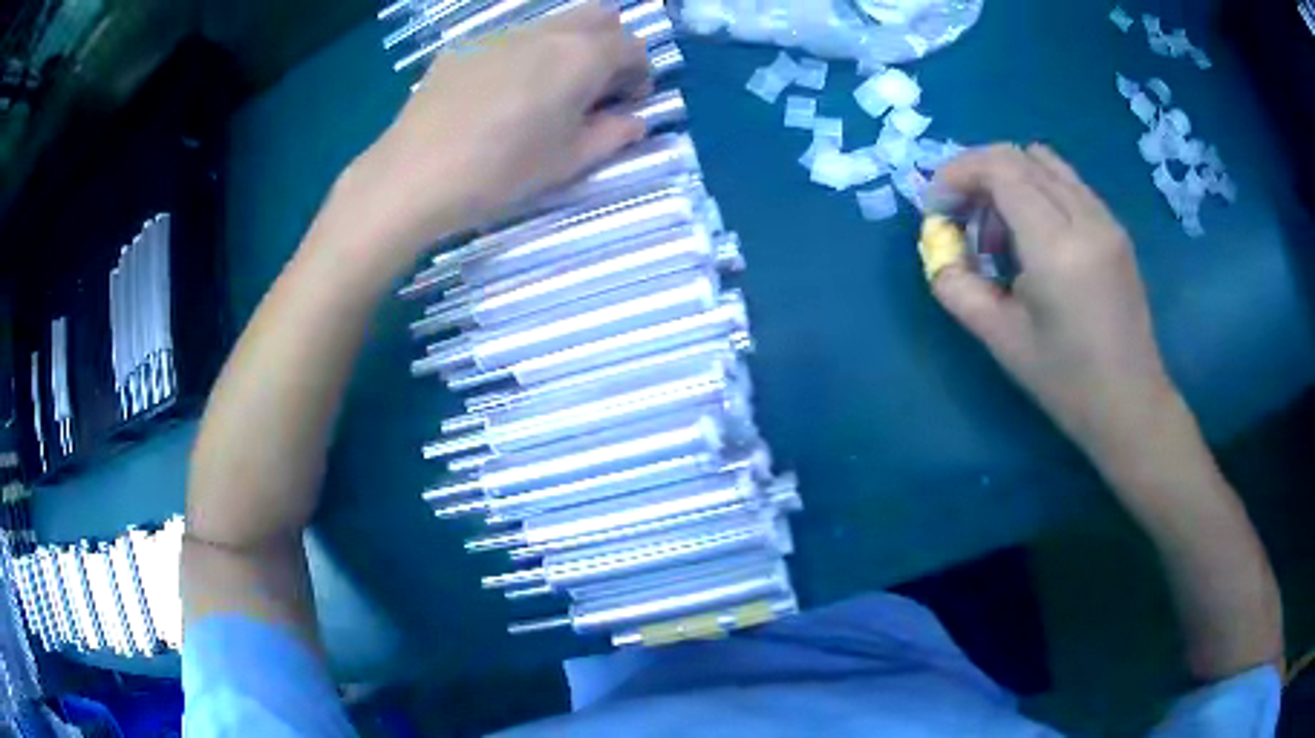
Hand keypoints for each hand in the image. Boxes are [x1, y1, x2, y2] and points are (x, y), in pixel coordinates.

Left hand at [332, 3, 650, 272]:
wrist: (413, 175)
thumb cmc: (500, 172)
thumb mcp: (568, 162)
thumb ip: (612, 135)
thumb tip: (634, 120)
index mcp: (580, 56)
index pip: (632, 45)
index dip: (640, 72)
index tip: (628, 101)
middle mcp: (546, 32)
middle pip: (598, 17)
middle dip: (610, 45)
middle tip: (596, 86)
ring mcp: (501, 34)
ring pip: (553, 23)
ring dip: (567, 46)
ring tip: (546, 91)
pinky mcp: (465, 46)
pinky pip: (510, 38)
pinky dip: (525, 54)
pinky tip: (500, 93)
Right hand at [930, 143, 1177, 460]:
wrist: (1130, 406)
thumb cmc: (1066, 383)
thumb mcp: (1000, 339)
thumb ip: (956, 285)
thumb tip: (938, 248)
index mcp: (1057, 247)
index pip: (999, 169)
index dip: (956, 174)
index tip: (936, 209)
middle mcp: (1085, 217)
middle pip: (1019, 156)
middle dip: (977, 175)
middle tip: (962, 220)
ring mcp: (1106, 218)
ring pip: (1044, 163)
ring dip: (1008, 181)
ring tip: (999, 233)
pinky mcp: (1115, 228)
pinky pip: (1066, 183)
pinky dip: (1036, 191)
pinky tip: (1033, 239)